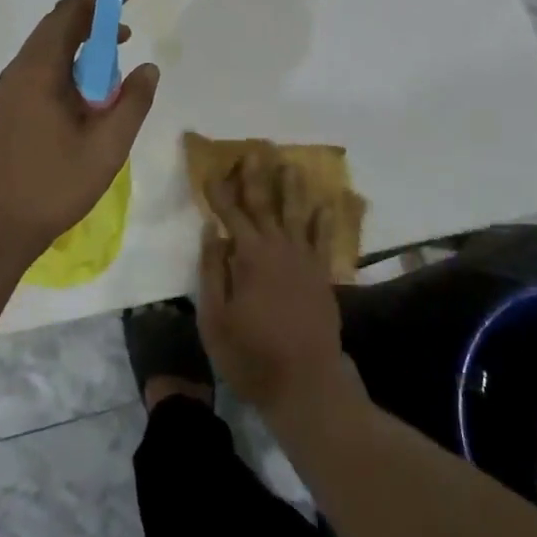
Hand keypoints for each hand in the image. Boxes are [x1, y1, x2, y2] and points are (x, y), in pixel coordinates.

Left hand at [0, 0, 158, 264]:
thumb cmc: (52, 186)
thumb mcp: (107, 146)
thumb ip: (133, 102)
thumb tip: (148, 69)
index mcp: (38, 71)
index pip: (68, 15)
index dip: (98, 0)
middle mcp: (17, 73)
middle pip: (54, 29)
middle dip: (92, 23)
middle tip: (126, 32)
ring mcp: (6, 94)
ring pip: (45, 53)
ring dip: (79, 49)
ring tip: (113, 67)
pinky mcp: (4, 114)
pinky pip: (37, 74)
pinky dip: (65, 69)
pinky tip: (84, 98)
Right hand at [197, 155, 356, 419]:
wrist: (306, 385)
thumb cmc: (251, 355)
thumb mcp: (216, 319)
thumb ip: (213, 271)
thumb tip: (212, 230)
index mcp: (250, 256)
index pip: (230, 213)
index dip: (219, 191)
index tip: (210, 169)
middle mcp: (279, 248)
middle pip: (265, 204)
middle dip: (256, 177)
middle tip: (253, 151)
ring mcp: (305, 260)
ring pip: (297, 214)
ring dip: (291, 188)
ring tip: (289, 165)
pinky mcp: (322, 276)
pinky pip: (324, 240)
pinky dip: (325, 221)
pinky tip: (326, 205)